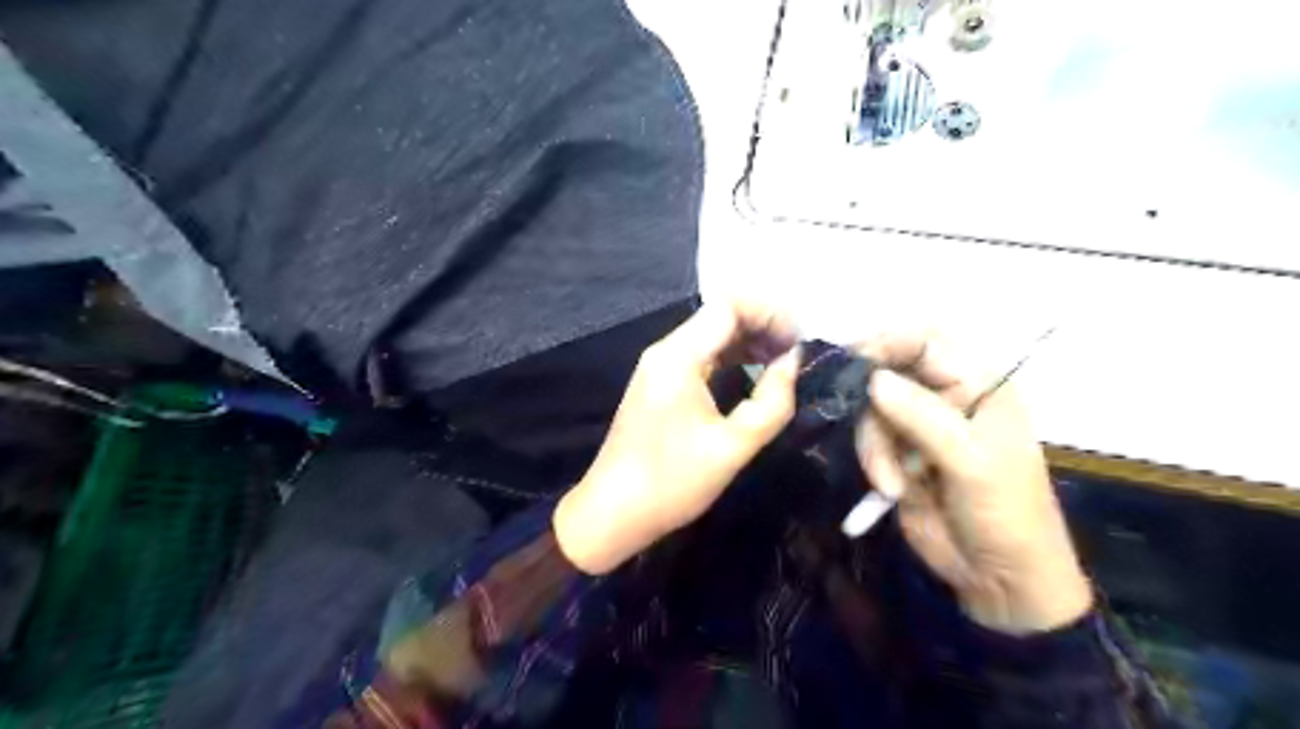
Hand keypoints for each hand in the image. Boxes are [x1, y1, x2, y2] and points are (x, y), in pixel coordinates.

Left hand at [551, 302, 798, 574]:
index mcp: (678, 357)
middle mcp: (665, 351)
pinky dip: (731, 357)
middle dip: (763, 325)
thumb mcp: (733, 447)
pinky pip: (700, 355)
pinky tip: (754, 374)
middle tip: (797, 353)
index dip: (771, 314)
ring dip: (749, 340)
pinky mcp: (659, 383)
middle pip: (720, 315)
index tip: (800, 342)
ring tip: (783, 362)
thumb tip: (793, 362)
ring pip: (711, 335)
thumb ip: (771, 402)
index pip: (729, 306)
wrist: (612, 512)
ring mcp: (659, 366)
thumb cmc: (672, 483)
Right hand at [861, 332, 1088, 634]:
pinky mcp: (897, 453)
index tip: (853, 363)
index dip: (888, 343)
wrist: (999, 580)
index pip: (926, 341)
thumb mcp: (972, 462)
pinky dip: (872, 461)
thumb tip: (872, 378)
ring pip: (871, 410)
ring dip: (873, 446)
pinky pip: (867, 439)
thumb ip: (922, 417)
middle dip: (872, 405)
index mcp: (978, 384)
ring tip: (891, 483)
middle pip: (888, 372)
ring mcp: (917, 426)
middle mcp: (944, 396)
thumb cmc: (1006, 513)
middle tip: (865, 429)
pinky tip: (890, 490)